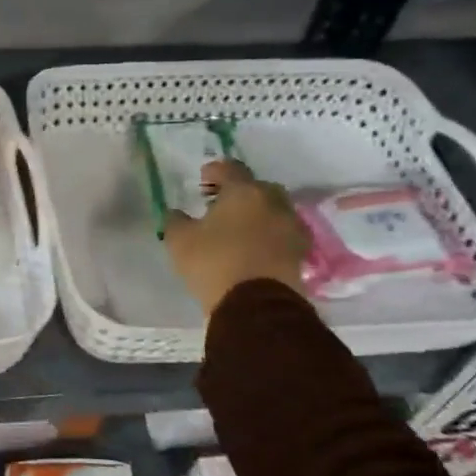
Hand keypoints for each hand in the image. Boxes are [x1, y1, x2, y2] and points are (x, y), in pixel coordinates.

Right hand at [163, 160, 309, 314]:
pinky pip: (282, 234)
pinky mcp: (300, 253)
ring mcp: (291, 228)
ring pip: (274, 211)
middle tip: (220, 204)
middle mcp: (273, 203)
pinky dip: (269, 235)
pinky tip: (253, 247)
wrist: (256, 306)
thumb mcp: (179, 240)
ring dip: (258, 214)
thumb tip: (177, 213)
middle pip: (258, 188)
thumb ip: (175, 220)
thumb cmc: (214, 263)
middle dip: (240, 192)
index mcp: (244, 192)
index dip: (215, 171)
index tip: (203, 179)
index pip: (231, 169)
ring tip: (238, 229)